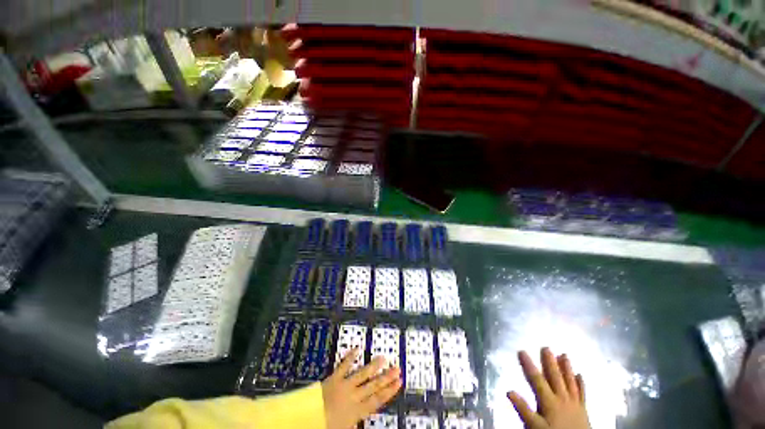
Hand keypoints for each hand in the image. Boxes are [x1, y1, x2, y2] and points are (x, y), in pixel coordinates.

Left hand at [322, 348, 401, 428]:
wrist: (307, 420)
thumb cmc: (325, 426)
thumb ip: (355, 423)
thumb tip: (365, 420)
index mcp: (356, 412)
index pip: (377, 400)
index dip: (389, 391)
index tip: (399, 382)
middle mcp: (353, 397)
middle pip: (373, 386)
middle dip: (386, 377)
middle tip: (397, 368)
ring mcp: (344, 385)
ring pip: (362, 374)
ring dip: (373, 366)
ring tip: (383, 358)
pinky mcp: (334, 378)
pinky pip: (343, 366)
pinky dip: (350, 357)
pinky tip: (356, 349)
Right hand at [507, 348, 589, 428]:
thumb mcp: (535, 427)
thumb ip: (523, 409)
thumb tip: (509, 391)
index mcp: (549, 401)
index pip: (536, 379)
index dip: (528, 365)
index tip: (521, 351)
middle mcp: (562, 398)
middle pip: (555, 377)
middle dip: (550, 362)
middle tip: (546, 347)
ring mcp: (574, 403)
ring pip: (570, 382)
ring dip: (566, 368)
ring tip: (564, 355)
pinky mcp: (583, 409)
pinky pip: (582, 393)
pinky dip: (581, 383)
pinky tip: (580, 375)